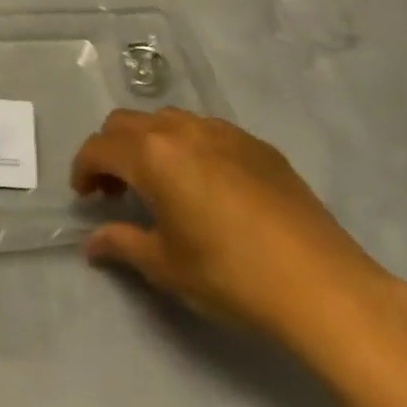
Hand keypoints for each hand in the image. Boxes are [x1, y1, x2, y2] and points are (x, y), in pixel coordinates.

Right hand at [72, 108, 397, 356]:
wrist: (323, 286)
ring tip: (161, 184)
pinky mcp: (259, 146)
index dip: (83, 170)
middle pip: (127, 122)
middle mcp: (182, 131)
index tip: (85, 197)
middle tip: (116, 190)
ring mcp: (224, 133)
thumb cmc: (230, 276)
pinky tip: (207, 187)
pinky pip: (208, 132)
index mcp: (152, 155)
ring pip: (169, 120)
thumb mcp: (165, 266)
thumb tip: (93, 242)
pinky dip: (189, 148)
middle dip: (111, 150)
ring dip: (149, 144)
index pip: (99, 147)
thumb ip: (122, 244)